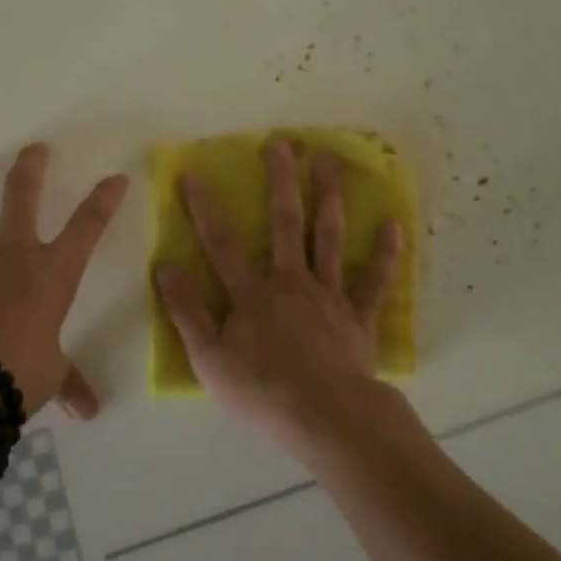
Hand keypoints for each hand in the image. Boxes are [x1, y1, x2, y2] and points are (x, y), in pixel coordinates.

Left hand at [0, 144, 128, 418]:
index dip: (105, 198)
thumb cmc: (19, 374)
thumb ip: (70, 382)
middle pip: (23, 194)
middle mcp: (14, 253)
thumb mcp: (53, 375)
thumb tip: (89, 411)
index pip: (89, 225)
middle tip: (34, 150)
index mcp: (53, 272)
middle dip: (30, 166)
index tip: (116, 178)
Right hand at [155, 138, 403, 452]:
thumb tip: (165, 266)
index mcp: (252, 294)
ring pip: (329, 237)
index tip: (194, 173)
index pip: (221, 243)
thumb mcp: (209, 359)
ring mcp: (329, 296)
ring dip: (330, 195)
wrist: (325, 417)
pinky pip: (373, 280)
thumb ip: (187, 311)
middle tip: (282, 143)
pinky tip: (394, 223)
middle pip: (286, 223)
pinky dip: (385, 253)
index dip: (204, 208)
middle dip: (282, 181)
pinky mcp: (358, 316)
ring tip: (331, 160)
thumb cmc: (262, 391)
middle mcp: (292, 282)